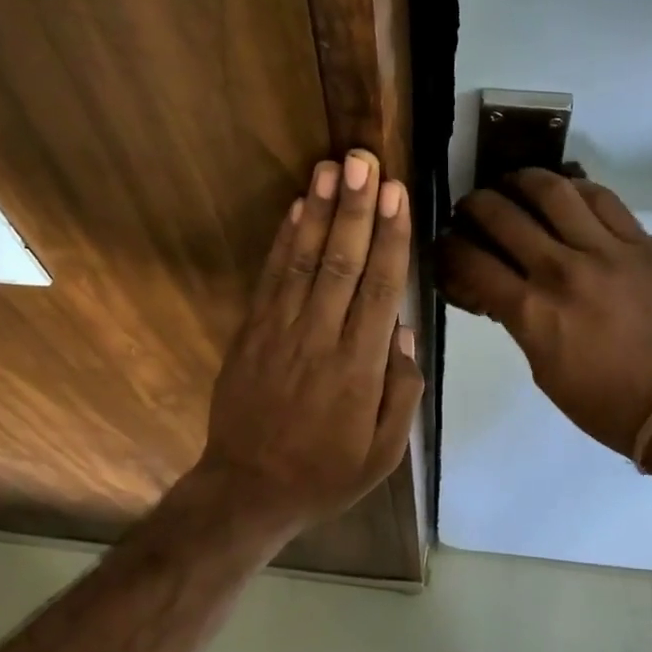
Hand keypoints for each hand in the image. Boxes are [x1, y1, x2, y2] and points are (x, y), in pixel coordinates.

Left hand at [200, 150, 423, 525]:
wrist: (248, 489)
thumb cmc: (326, 473)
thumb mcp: (384, 453)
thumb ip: (402, 391)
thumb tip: (403, 329)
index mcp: (360, 368)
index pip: (380, 289)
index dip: (390, 238)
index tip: (397, 195)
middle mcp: (321, 339)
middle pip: (343, 262)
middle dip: (356, 208)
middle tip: (365, 161)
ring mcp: (280, 332)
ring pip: (305, 261)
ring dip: (319, 212)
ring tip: (331, 168)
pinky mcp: (251, 332)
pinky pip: (271, 278)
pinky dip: (284, 241)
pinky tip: (296, 208)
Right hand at [438, 169, 651, 455]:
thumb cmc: (601, 400)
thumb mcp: (540, 367)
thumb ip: (517, 320)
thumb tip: (497, 287)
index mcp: (531, 311)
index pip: (472, 262)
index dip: (449, 247)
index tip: (446, 243)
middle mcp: (561, 271)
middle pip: (502, 216)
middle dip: (475, 205)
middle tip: (471, 207)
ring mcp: (604, 251)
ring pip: (552, 192)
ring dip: (521, 180)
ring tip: (512, 183)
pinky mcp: (640, 243)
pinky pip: (602, 198)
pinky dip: (575, 187)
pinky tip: (563, 190)